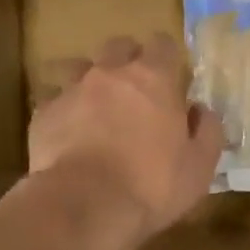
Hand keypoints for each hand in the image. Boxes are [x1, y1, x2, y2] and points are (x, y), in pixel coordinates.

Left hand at [27, 33, 223, 247]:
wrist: (85, 205)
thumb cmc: (152, 186)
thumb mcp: (199, 167)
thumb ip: (207, 131)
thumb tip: (201, 111)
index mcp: (153, 79)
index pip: (162, 44)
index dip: (167, 58)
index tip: (171, 78)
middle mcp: (110, 74)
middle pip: (118, 46)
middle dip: (128, 60)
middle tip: (136, 92)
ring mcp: (72, 90)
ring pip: (80, 67)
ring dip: (91, 81)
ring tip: (97, 109)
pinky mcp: (43, 114)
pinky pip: (53, 100)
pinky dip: (63, 110)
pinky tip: (68, 134)